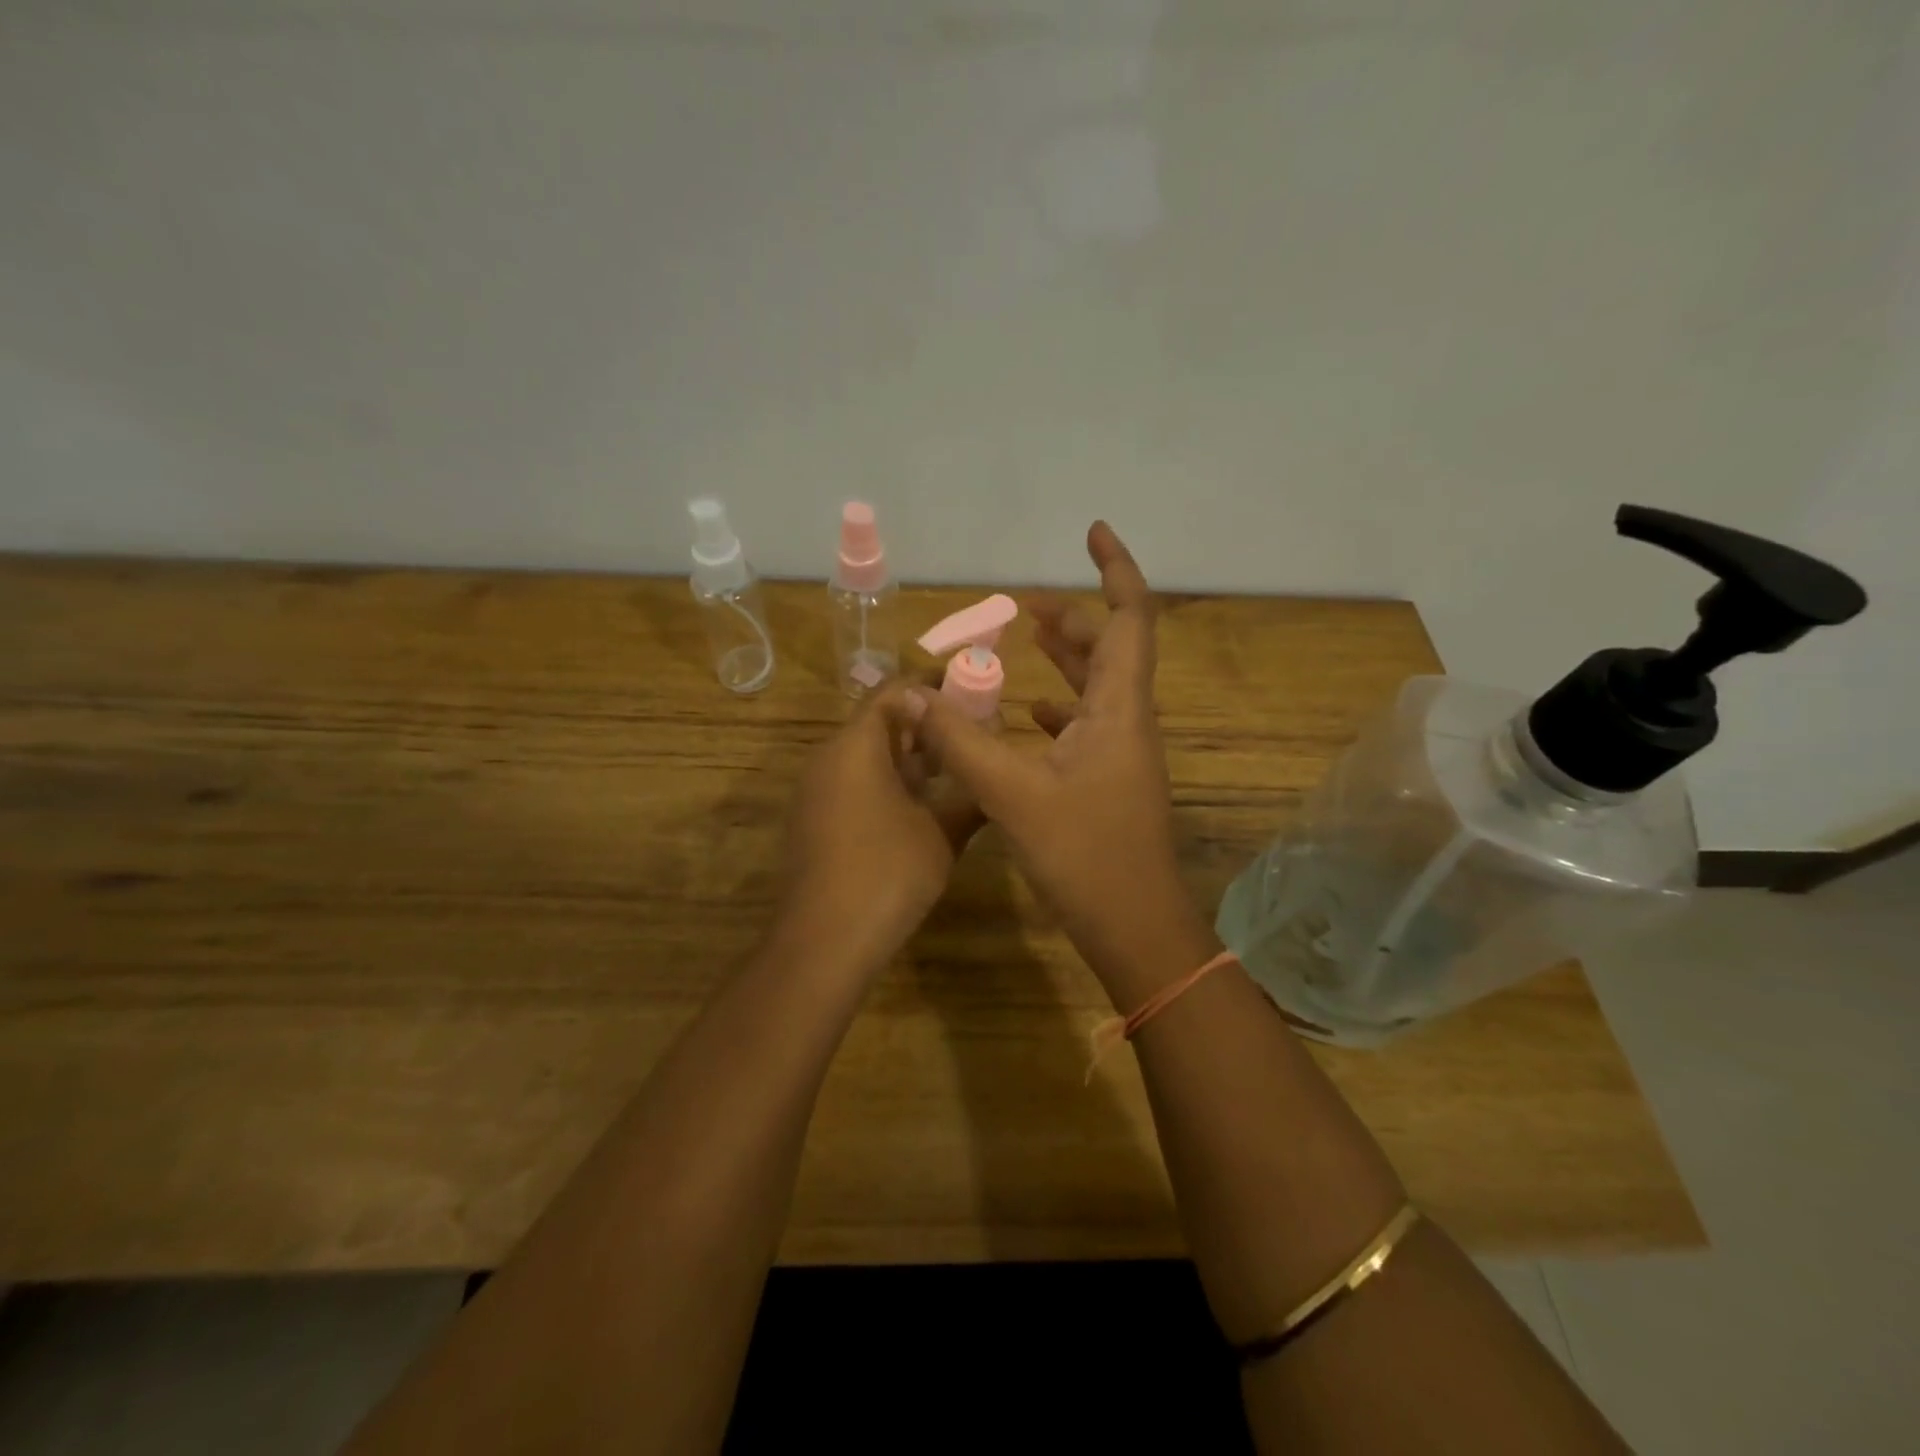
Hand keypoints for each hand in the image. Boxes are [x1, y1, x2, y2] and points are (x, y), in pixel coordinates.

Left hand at [774, 683, 980, 974]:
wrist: (824, 941)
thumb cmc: (888, 873)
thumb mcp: (943, 833)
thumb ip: (970, 795)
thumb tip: (994, 773)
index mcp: (856, 746)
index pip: (895, 692)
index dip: (934, 688)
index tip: (972, 694)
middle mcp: (829, 758)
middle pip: (879, 722)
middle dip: (926, 726)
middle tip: (971, 736)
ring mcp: (816, 791)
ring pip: (866, 756)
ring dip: (908, 757)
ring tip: (954, 771)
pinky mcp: (814, 821)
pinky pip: (853, 783)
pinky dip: (887, 783)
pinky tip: (920, 808)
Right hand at [905, 522, 1211, 992]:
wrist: (1135, 926)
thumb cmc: (1084, 855)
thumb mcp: (1011, 793)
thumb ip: (959, 740)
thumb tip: (910, 695)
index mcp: (1118, 708)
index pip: (1129, 618)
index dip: (1115, 569)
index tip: (1092, 531)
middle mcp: (1128, 720)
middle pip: (1109, 648)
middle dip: (1071, 618)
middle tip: (1022, 607)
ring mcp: (1122, 752)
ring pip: (1096, 687)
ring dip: (1064, 659)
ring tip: (1020, 641)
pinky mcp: (1109, 780)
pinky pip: (1085, 724)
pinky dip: (1056, 707)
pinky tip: (1023, 715)